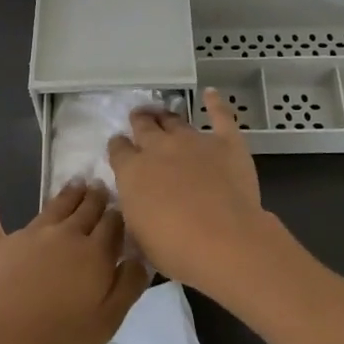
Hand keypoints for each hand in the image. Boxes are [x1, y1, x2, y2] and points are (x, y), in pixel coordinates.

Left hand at [0, 153, 148, 343]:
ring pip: (54, 206)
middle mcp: (64, 235)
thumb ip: (128, 285)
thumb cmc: (58, 338)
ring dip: (68, 193)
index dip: (119, 216)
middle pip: (86, 210)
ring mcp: (28, 235)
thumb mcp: (108, 321)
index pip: (113, 226)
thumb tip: (140, 256)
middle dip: (96, 198)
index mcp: (94, 254)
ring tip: (77, 181)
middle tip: (101, 186)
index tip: (123, 207)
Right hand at [107, 89, 296, 298]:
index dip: (118, 147)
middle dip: (139, 121)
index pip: (118, 150)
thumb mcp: (140, 237)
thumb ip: (135, 213)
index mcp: (133, 172)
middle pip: (144, 126)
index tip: (119, 148)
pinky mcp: (226, 143)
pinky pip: (220, 116)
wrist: (225, 241)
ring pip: (175, 121)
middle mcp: (159, 148)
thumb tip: (135, 205)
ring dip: (166, 117)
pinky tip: (211, 94)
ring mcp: (193, 141)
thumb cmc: (176, 249)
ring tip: (163, 113)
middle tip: (138, 119)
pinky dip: (215, 103)